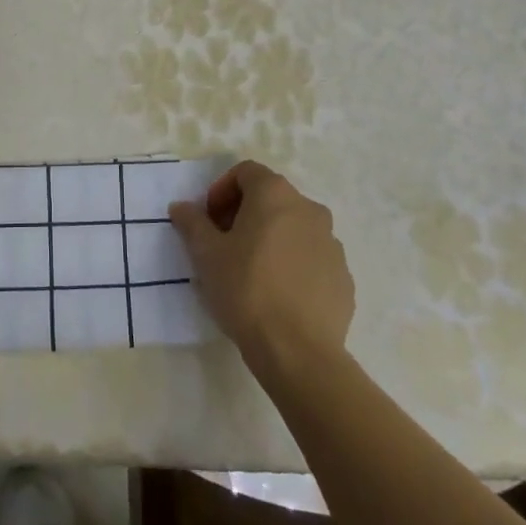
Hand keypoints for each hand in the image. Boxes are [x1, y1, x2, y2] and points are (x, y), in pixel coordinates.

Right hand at [170, 161, 353, 376]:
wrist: (298, 352)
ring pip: (294, 228)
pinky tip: (277, 295)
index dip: (221, 190)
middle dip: (244, 214)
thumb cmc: (246, 290)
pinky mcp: (343, 277)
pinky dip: (293, 264)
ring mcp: (332, 243)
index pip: (246, 172)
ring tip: (250, 272)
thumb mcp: (206, 254)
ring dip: (270, 238)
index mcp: (276, 195)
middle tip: (223, 244)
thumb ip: (192, 223)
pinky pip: (311, 258)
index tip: (208, 220)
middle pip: (271, 198)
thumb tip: (181, 207)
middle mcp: (309, 209)